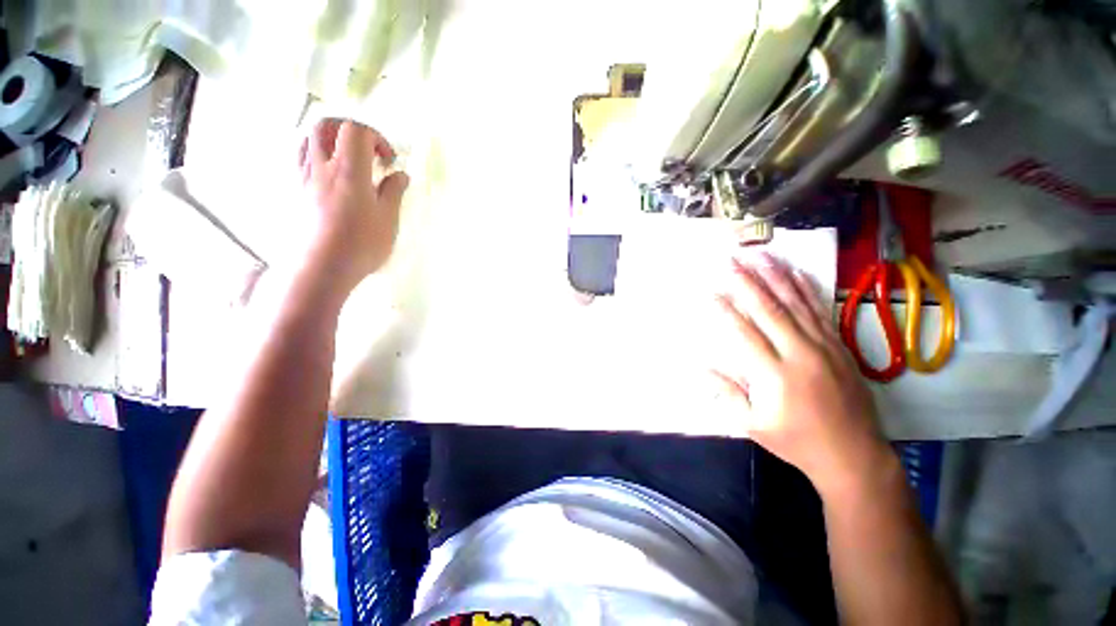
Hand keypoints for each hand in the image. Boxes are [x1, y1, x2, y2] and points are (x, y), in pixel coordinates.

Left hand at [297, 118, 409, 295]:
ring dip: (332, 140)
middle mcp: (322, 166)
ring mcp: (305, 178)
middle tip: (368, 150)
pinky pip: (301, 158)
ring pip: (309, 139)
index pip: (357, 131)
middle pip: (326, 125)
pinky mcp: (297, 191)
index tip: (389, 162)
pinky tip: (331, 173)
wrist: (323, 267)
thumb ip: (394, 192)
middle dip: (350, 130)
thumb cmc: (362, 244)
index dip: (377, 139)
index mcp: (349, 170)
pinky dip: (317, 155)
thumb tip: (400, 175)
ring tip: (349, 160)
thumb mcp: (388, 219)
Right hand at [711, 254, 892, 497]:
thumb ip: (727, 392)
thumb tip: (699, 367)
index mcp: (775, 375)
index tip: (710, 291)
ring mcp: (824, 346)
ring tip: (760, 254)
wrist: (853, 454)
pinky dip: (807, 289)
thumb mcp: (753, 424)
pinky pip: (820, 311)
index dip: (725, 310)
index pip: (744, 333)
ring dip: (776, 277)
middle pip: (769, 310)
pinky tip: (796, 272)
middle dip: (747, 282)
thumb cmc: (796, 440)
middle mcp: (800, 354)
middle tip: (731, 261)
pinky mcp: (838, 345)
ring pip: (796, 304)